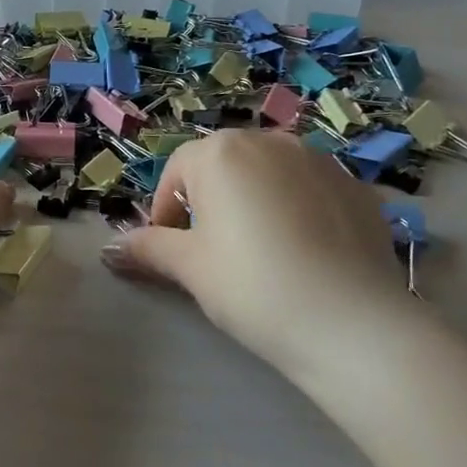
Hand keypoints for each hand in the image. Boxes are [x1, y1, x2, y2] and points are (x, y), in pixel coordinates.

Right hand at [101, 130, 409, 374]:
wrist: (353, 325)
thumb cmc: (253, 287)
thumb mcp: (189, 268)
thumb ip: (147, 248)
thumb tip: (109, 249)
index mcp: (221, 152)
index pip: (177, 172)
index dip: (167, 212)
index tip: (172, 251)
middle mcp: (269, 141)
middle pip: (224, 165)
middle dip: (211, 201)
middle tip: (215, 252)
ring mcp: (319, 160)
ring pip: (269, 174)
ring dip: (255, 201)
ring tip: (263, 252)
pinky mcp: (357, 187)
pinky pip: (311, 190)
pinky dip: (299, 210)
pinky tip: (307, 254)